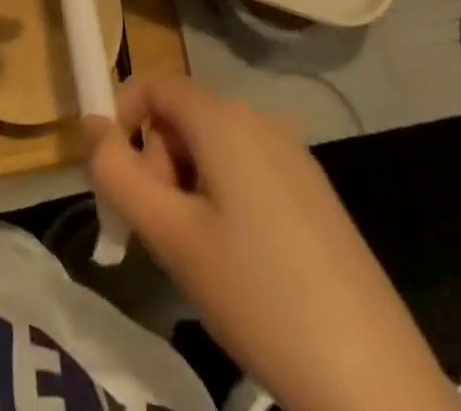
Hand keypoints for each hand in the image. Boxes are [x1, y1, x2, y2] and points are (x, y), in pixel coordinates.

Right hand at [85, 76, 460, 410]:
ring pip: (212, 148)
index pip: (154, 84)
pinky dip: (222, 200)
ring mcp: (292, 154)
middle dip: (157, 163)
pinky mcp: (312, 191)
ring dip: (187, 186)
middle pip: (182, 117)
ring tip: (201, 258)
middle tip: (164, 235)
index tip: (117, 181)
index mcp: (224, 119)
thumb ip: (118, 174)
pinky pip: (246, 171)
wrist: (371, 377)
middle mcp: (259, 120)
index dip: (122, 118)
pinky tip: (241, 266)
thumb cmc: (258, 296)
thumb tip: (89, 124)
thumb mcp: (172, 237)